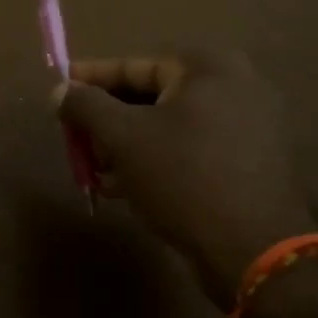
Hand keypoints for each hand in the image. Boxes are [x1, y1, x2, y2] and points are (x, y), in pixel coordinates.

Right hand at [55, 51, 312, 309]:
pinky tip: (129, 187)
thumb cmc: (184, 178)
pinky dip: (160, 159)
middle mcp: (237, 85)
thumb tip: (58, 90)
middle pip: (151, 96)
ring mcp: (252, 124)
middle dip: (109, 120)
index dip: (90, 79)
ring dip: (130, 145)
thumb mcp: (122, 137)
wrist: (258, 252)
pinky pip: (194, 147)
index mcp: (208, 67)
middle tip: (77, 138)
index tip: (59, 90)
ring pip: (171, 125)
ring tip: (98, 170)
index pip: (133, 66)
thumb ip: (85, 105)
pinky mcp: (256, 161)